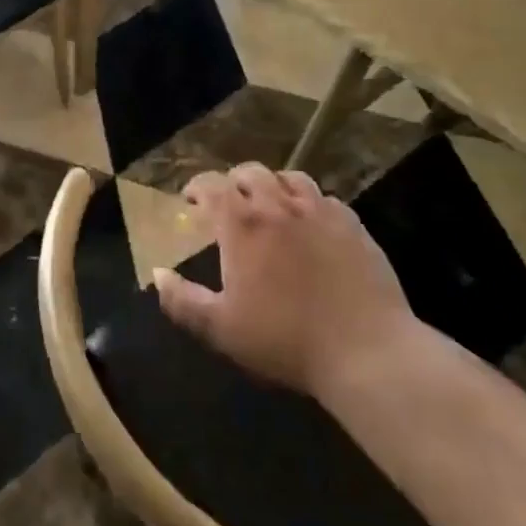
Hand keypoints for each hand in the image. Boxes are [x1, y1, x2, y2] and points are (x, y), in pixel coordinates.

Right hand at [152, 163, 417, 402]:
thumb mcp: (221, 329)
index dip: (197, 187)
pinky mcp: (355, 227)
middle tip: (228, 201)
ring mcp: (321, 213)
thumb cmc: (286, 340)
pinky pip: (326, 200)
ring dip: (273, 184)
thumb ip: (182, 301)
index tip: (191, 199)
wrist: (368, 352)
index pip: (212, 186)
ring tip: (269, 203)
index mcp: (243, 225)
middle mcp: (279, 207)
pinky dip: (310, 203)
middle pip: (251, 173)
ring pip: (291, 178)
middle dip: (233, 181)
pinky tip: (311, 224)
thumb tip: (157, 275)